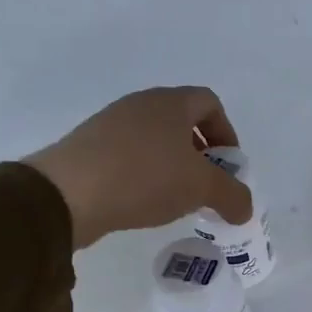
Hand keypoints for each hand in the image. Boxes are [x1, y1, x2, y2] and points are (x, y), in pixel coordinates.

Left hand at [24, 86, 252, 248]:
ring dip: (173, 166)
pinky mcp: (89, 148)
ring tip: (176, 198)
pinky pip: (129, 155)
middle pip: (182, 121)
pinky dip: (145, 174)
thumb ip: (232, 196)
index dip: (226, 132)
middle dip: (201, 153)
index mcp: (170, 103)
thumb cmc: (145, 177)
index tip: (228, 165)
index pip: (209, 103)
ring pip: (155, 140)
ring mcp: (110, 124)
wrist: (67, 193)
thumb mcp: (201, 189)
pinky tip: (144, 202)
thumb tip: (244, 209)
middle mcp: (140, 105)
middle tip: (206, 185)